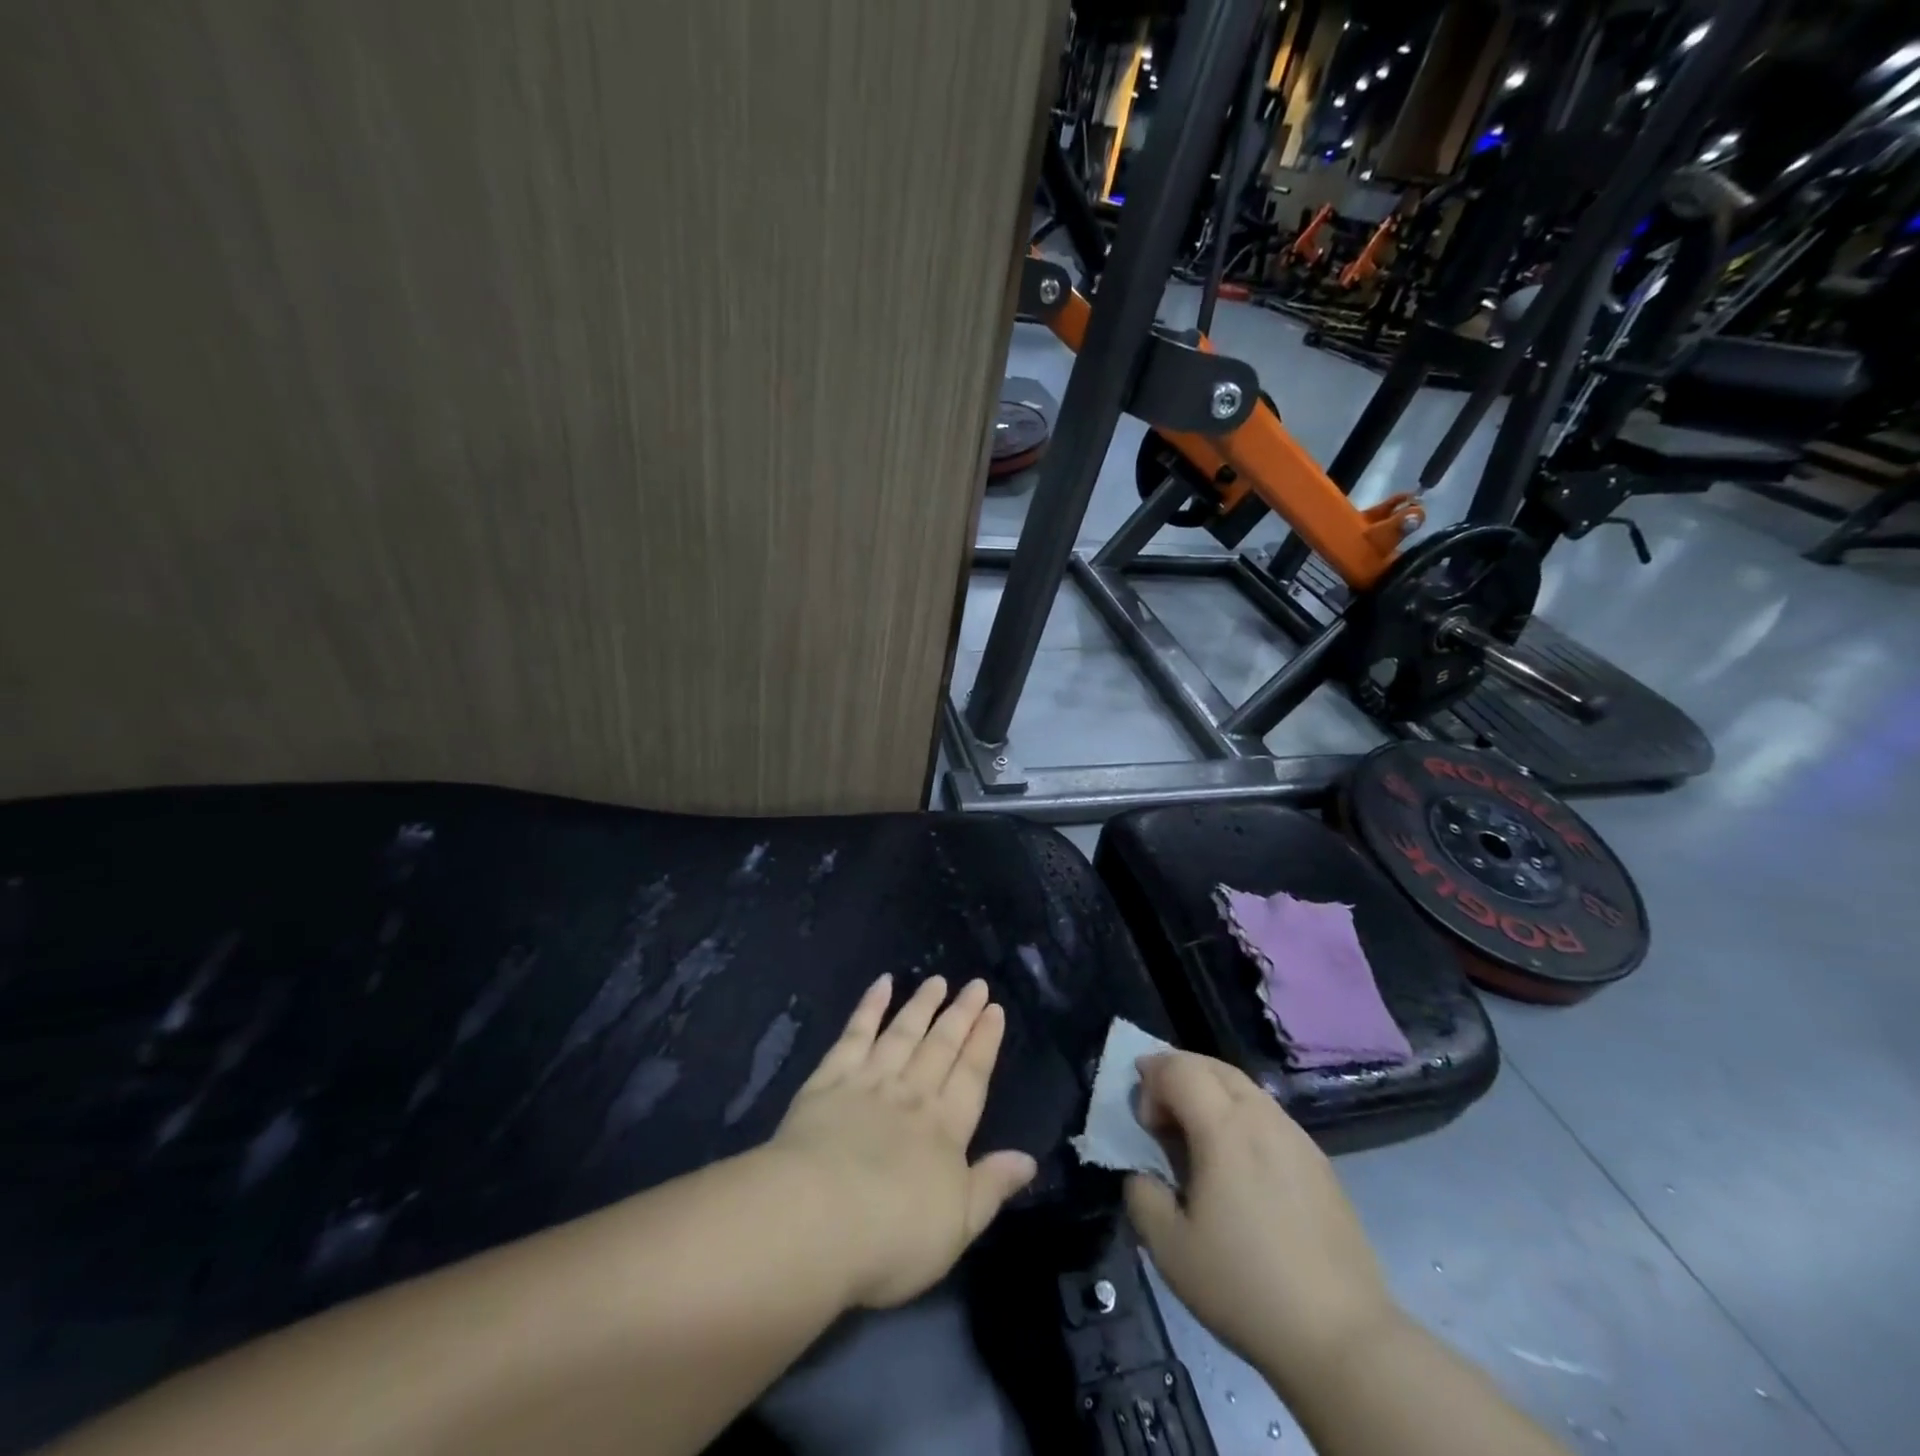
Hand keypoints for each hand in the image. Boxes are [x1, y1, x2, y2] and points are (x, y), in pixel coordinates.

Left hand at [769, 974, 1036, 1309]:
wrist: (816, 1219)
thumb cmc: (892, 1236)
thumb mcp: (957, 1227)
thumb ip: (992, 1186)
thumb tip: (1028, 1158)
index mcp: (945, 1129)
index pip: (972, 1076)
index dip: (985, 1042)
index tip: (995, 1010)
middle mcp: (912, 1095)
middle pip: (941, 1046)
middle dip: (961, 1015)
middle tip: (976, 985)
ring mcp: (869, 1082)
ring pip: (902, 1033)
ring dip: (922, 1005)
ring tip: (938, 980)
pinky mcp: (828, 1081)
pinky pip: (854, 1035)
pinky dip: (869, 1007)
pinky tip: (881, 984)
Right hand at [1124, 1052, 1398, 1397]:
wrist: (1342, 1337)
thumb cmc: (1245, 1287)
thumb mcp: (1169, 1249)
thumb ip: (1142, 1195)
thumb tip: (1144, 1173)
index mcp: (1224, 1127)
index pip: (1177, 1068)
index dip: (1150, 1082)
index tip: (1145, 1125)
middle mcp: (1262, 1117)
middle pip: (1211, 1065)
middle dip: (1177, 1074)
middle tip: (1159, 1113)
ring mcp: (1296, 1137)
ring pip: (1243, 1086)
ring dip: (1209, 1092)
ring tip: (1195, 1136)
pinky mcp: (1319, 1162)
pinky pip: (1268, 1114)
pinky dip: (1240, 1115)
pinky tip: (1238, 1164)